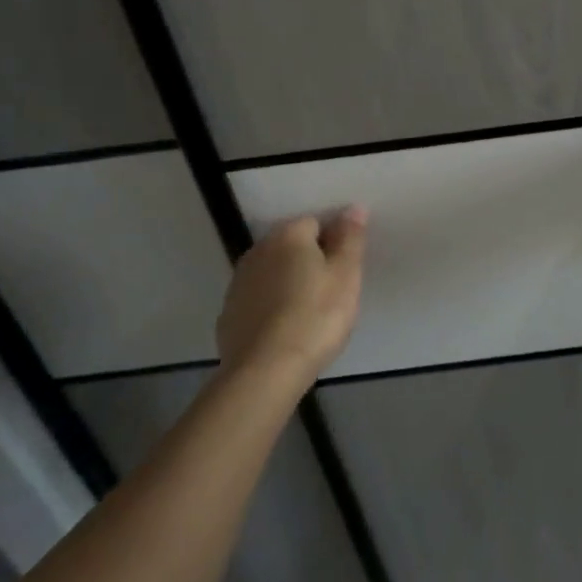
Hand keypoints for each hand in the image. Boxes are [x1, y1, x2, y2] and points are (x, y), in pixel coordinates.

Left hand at [216, 208, 366, 379]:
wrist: (265, 373)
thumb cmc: (315, 317)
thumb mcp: (346, 274)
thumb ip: (350, 238)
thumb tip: (353, 208)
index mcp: (288, 235)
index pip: (317, 222)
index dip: (335, 242)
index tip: (346, 268)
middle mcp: (258, 251)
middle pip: (292, 246)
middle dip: (311, 260)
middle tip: (332, 290)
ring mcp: (238, 284)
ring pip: (273, 272)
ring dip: (290, 282)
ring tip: (310, 312)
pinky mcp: (228, 315)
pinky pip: (259, 300)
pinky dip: (272, 306)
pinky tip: (286, 329)